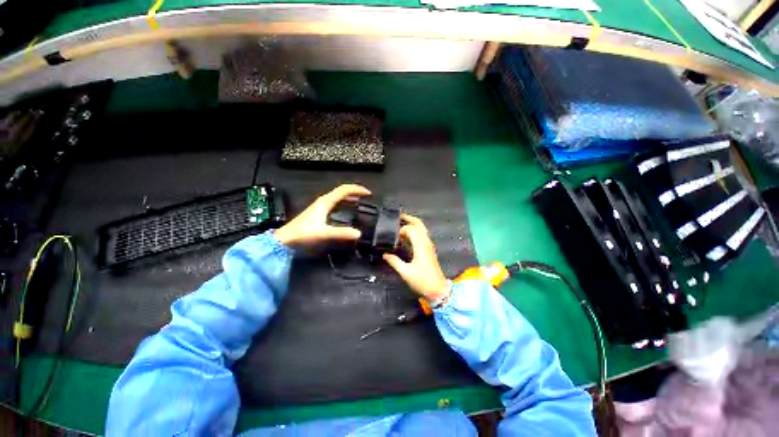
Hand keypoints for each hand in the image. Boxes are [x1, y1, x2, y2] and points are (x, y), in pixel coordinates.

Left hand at [274, 184, 370, 246]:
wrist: (285, 238)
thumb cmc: (303, 233)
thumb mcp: (324, 233)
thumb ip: (342, 233)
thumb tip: (359, 234)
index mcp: (326, 202)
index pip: (344, 190)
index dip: (357, 189)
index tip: (368, 193)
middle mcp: (324, 201)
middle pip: (342, 191)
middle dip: (355, 191)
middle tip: (367, 196)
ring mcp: (321, 205)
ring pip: (338, 196)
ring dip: (350, 196)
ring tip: (360, 200)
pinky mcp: (319, 211)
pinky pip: (335, 202)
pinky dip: (344, 202)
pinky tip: (348, 208)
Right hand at [383, 214, 449, 301]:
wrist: (438, 289)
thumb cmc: (422, 281)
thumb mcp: (406, 272)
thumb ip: (394, 261)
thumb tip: (385, 254)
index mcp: (420, 245)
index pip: (412, 229)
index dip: (402, 229)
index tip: (393, 236)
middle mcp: (426, 242)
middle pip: (419, 225)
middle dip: (409, 219)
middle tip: (399, 217)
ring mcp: (429, 245)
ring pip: (422, 229)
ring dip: (412, 225)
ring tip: (401, 225)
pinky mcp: (429, 250)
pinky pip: (422, 236)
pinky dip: (415, 233)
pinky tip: (407, 238)